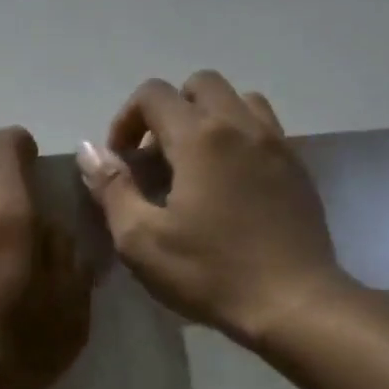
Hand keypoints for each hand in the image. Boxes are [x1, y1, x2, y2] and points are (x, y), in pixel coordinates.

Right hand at [78, 71, 351, 355]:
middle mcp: (241, 126)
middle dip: (168, 112)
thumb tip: (89, 150)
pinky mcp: (298, 168)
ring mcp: (277, 144)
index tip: (120, 161)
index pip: (154, 94)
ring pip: (238, 101)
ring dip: (208, 119)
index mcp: (199, 138)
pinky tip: (228, 184)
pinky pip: (264, 129)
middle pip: (200, 85)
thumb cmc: (209, 273)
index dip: (126, 119)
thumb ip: (112, 188)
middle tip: (155, 159)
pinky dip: (238, 139)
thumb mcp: (141, 240)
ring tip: (193, 165)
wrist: (293, 303)